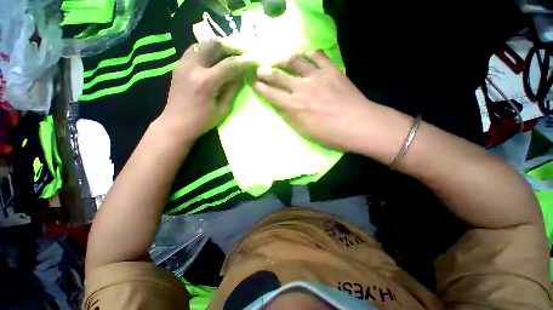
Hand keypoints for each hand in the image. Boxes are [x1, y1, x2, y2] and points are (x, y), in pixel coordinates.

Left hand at [159, 39, 255, 141]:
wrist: (175, 124)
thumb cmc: (202, 121)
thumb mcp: (223, 109)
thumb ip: (233, 90)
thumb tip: (241, 76)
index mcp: (206, 82)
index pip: (229, 64)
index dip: (244, 61)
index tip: (254, 60)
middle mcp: (193, 67)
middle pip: (213, 45)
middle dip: (230, 47)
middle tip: (241, 53)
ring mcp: (183, 64)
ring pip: (202, 44)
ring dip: (218, 46)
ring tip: (229, 53)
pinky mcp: (178, 66)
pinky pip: (194, 50)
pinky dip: (206, 50)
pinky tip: (214, 58)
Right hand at [252, 50, 377, 151]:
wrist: (358, 125)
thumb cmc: (329, 134)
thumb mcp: (304, 131)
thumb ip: (290, 116)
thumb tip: (281, 105)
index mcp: (294, 105)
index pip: (271, 93)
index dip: (260, 88)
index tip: (254, 83)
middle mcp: (301, 87)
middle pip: (278, 75)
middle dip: (266, 72)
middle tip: (260, 69)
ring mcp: (317, 76)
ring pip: (295, 61)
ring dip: (285, 60)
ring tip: (282, 60)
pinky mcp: (331, 70)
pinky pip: (317, 55)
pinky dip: (309, 54)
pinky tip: (306, 56)